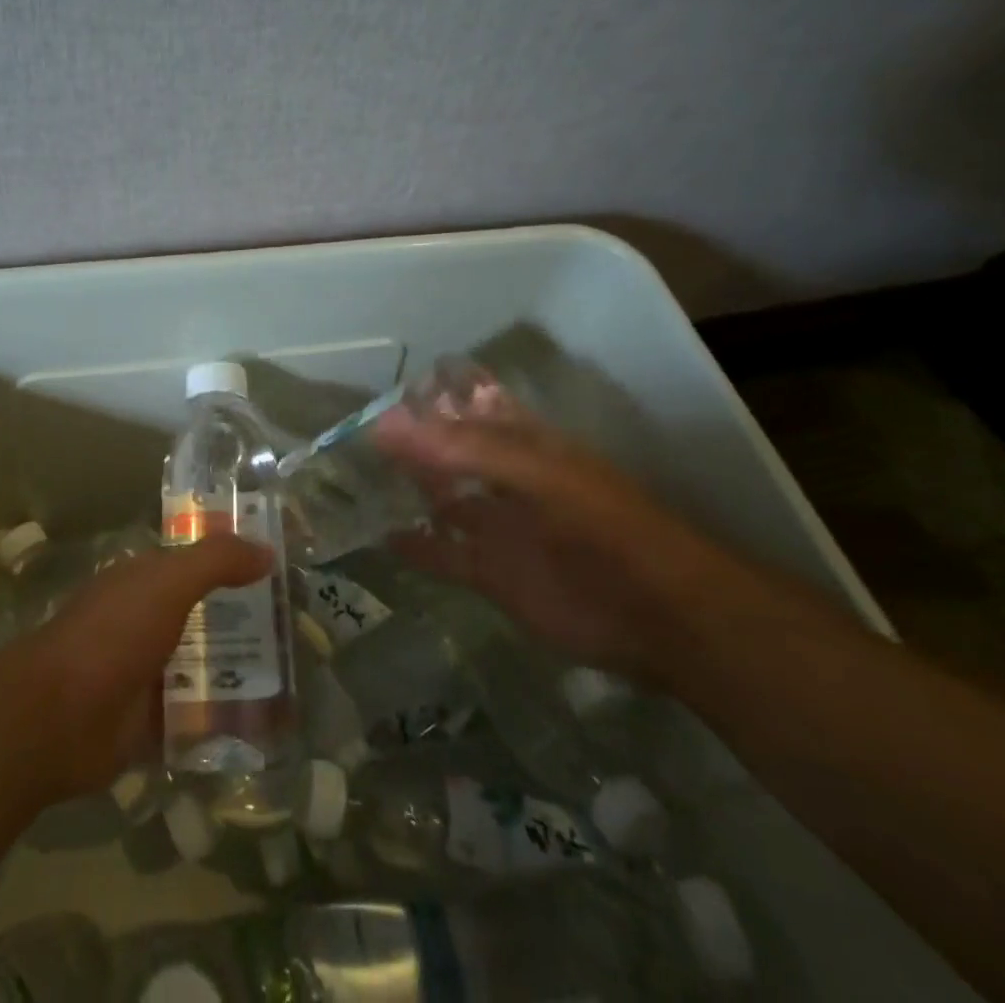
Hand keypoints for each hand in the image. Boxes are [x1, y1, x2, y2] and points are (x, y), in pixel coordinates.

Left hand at [17, 535, 272, 800]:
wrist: (57, 719)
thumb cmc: (112, 635)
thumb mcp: (167, 583)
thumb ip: (216, 562)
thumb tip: (267, 549)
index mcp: (144, 579)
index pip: (198, 561)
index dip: (236, 559)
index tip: (284, 567)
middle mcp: (146, 619)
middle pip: (205, 611)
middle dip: (246, 616)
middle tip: (300, 624)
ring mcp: (147, 670)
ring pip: (203, 660)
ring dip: (240, 665)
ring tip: (295, 671)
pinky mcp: (150, 719)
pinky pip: (197, 711)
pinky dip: (224, 714)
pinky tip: (267, 718)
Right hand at [374, 401, 731, 682]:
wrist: (658, 615)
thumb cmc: (601, 527)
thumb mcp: (535, 475)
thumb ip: (462, 449)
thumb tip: (385, 424)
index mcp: (520, 442)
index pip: (465, 405)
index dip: (427, 395)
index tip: (375, 389)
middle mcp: (502, 478)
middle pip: (444, 452)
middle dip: (404, 442)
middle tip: (347, 435)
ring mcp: (495, 526)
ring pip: (440, 500)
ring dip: (404, 490)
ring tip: (351, 479)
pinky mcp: (490, 573)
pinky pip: (442, 554)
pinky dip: (414, 546)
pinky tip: (379, 536)